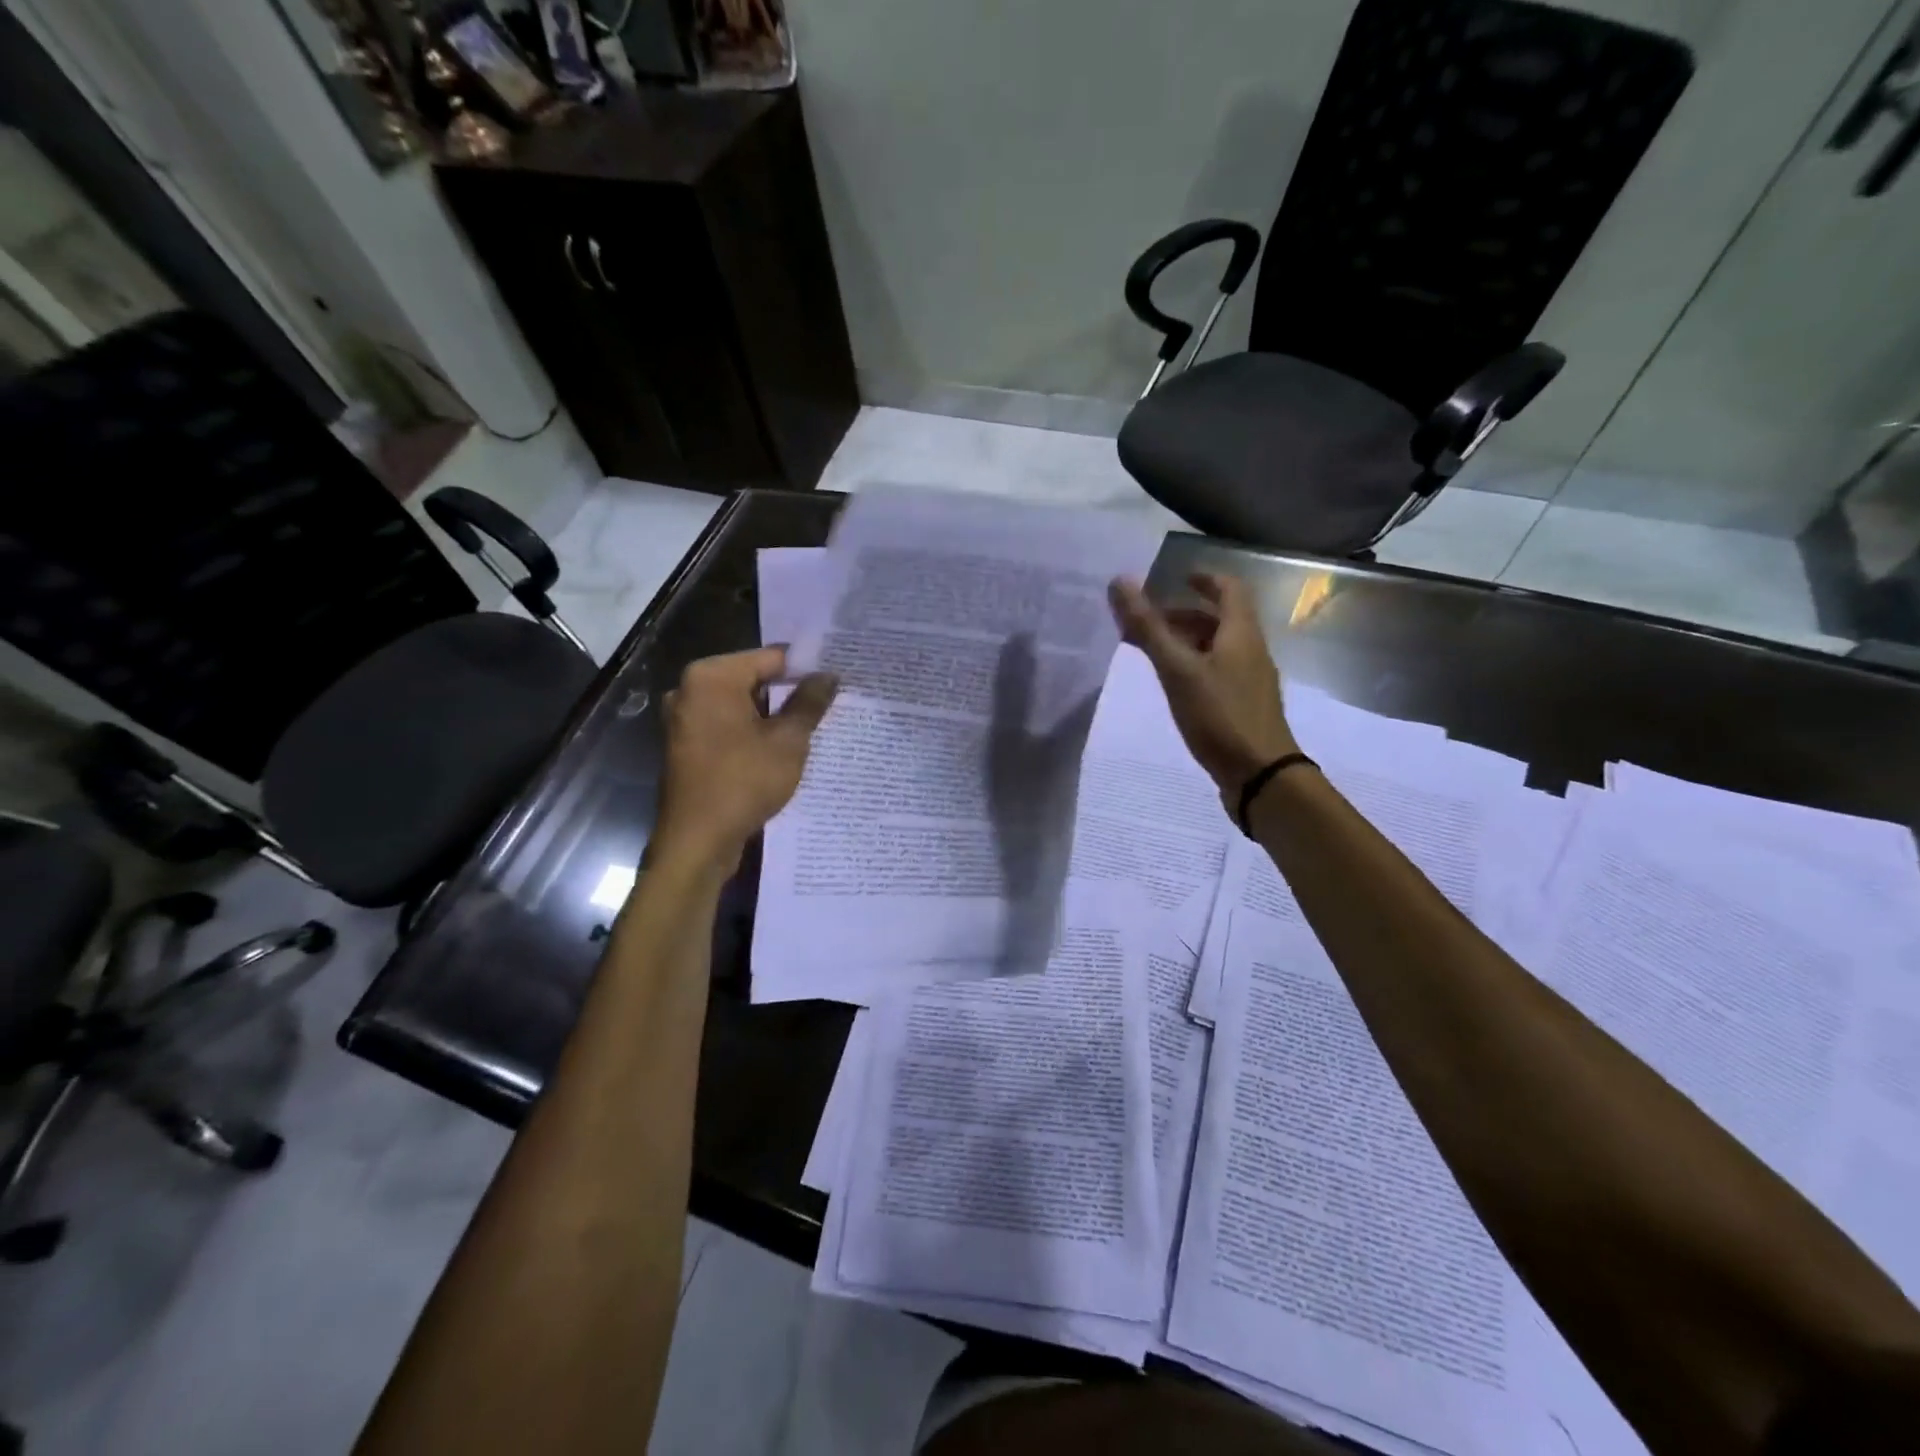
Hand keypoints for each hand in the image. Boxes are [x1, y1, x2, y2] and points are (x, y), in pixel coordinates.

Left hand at [653, 646, 838, 871]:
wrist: (697, 841)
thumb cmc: (743, 782)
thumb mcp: (788, 741)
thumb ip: (809, 703)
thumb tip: (828, 675)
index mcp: (711, 676)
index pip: (771, 657)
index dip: (806, 668)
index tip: (835, 680)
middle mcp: (690, 689)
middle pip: (753, 679)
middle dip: (789, 693)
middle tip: (829, 704)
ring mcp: (683, 718)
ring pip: (740, 705)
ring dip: (772, 716)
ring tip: (810, 728)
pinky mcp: (685, 745)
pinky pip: (726, 726)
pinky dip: (752, 733)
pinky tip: (780, 749)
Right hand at [1108, 573, 1296, 801]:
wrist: (1260, 774)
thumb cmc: (1220, 715)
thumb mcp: (1178, 669)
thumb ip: (1149, 628)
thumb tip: (1120, 582)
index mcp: (1241, 634)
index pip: (1229, 589)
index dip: (1205, 579)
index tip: (1177, 578)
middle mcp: (1250, 652)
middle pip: (1221, 620)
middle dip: (1185, 614)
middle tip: (1149, 621)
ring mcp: (1250, 681)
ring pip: (1218, 648)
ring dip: (1187, 642)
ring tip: (1153, 653)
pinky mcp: (1243, 707)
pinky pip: (1218, 673)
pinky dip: (1194, 667)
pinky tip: (1174, 687)